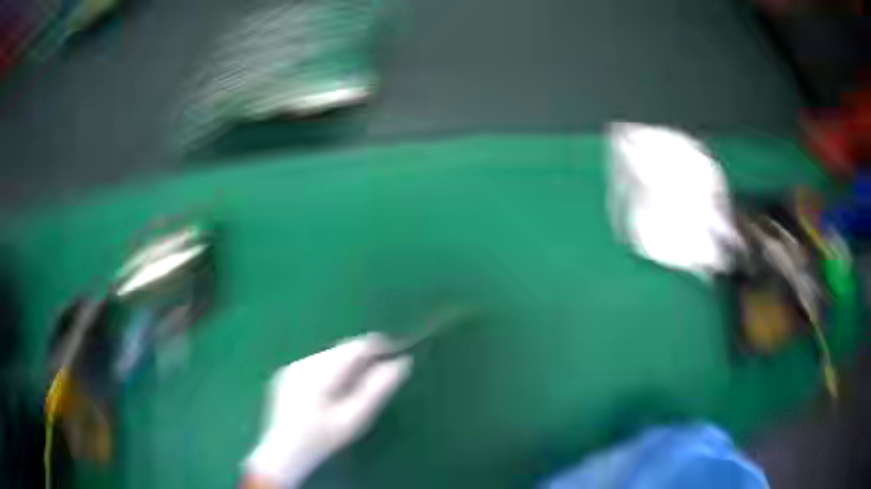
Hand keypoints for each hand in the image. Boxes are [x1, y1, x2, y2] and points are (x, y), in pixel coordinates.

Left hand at [244, 333, 411, 487]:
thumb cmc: (322, 439)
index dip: (379, 346)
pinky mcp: (286, 376)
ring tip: (358, 387)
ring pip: (328, 357)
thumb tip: (402, 363)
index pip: (355, 347)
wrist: (283, 453)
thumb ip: (378, 389)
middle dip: (363, 359)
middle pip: (341, 350)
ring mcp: (291, 368)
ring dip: (347, 366)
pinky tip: (334, 392)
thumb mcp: (354, 419)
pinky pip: (316, 365)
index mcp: (319, 372)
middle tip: (381, 375)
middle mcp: (303, 363)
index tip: (398, 353)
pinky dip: (331, 372)